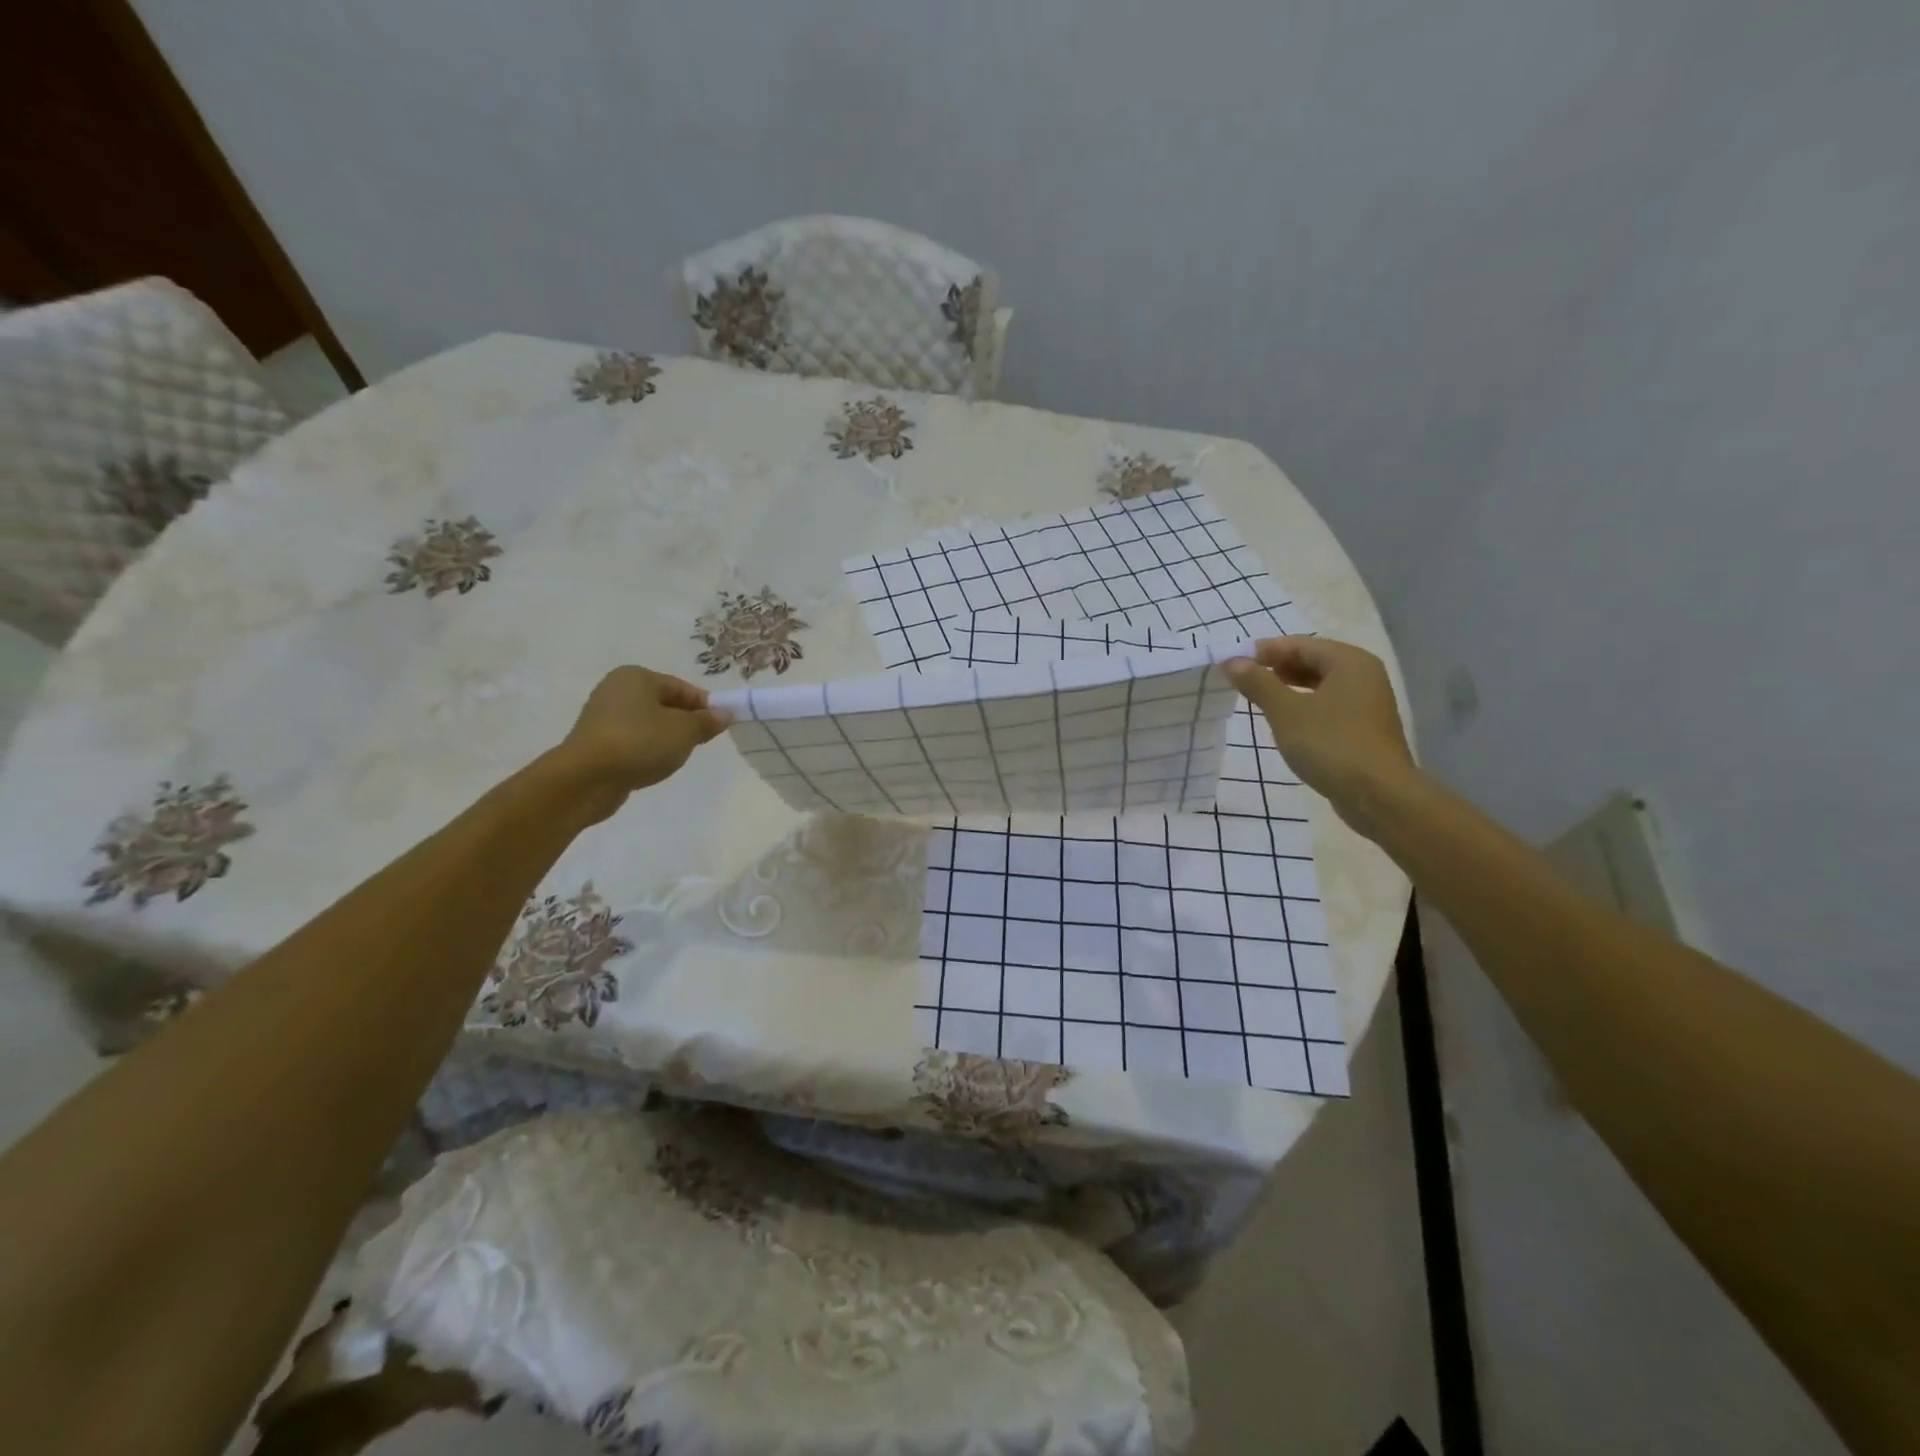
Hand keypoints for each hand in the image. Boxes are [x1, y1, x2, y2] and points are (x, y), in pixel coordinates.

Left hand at [549, 666, 730, 820]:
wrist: (586, 778)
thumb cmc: (640, 743)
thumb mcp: (684, 731)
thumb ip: (706, 721)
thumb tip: (724, 714)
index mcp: (637, 677)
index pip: (682, 687)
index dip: (705, 706)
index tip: (721, 726)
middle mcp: (617, 690)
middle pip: (664, 704)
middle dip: (686, 723)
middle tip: (702, 742)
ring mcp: (603, 716)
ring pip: (649, 724)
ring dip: (666, 738)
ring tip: (677, 757)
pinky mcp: (596, 742)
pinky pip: (633, 740)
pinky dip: (647, 750)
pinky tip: (653, 765)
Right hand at [1222, 637, 1418, 836]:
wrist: (1378, 795)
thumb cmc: (1330, 744)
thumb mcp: (1286, 712)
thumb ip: (1258, 683)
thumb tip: (1231, 661)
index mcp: (1349, 661)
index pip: (1300, 644)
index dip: (1264, 651)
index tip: (1233, 663)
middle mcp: (1363, 675)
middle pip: (1312, 661)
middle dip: (1276, 669)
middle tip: (1242, 681)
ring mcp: (1367, 703)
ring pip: (1320, 685)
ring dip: (1288, 688)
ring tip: (1258, 699)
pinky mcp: (1364, 728)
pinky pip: (1328, 705)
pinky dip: (1304, 706)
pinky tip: (1285, 721)